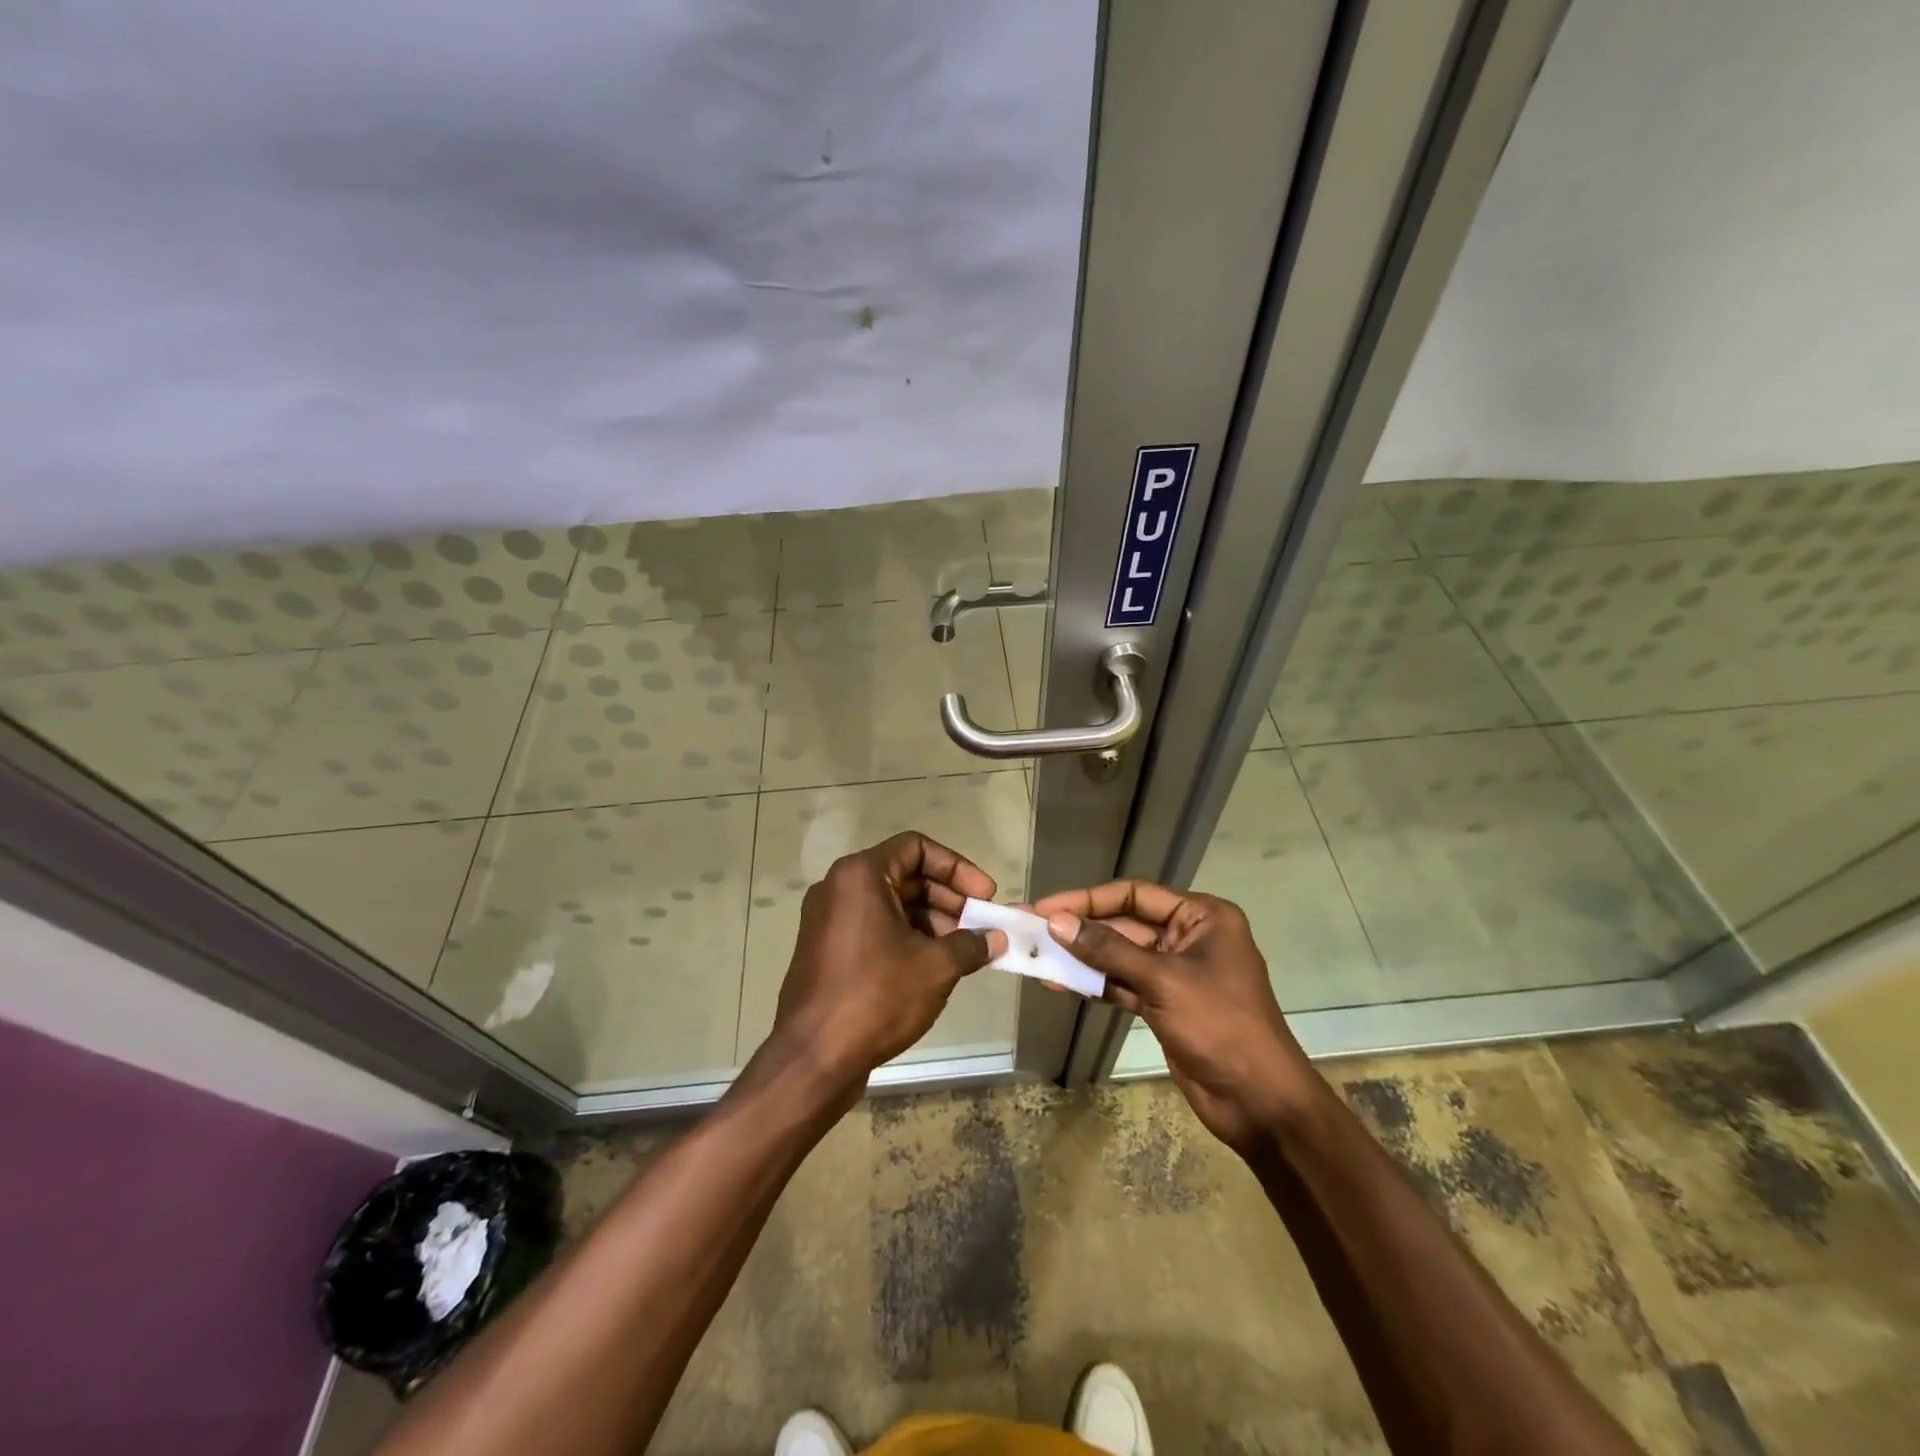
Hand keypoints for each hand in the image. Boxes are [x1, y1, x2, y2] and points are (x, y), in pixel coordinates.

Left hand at [765, 832, 1007, 1104]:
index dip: (957, 867)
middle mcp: (839, 888)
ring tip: (964, 952)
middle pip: (905, 875)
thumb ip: (971, 944)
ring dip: (932, 921)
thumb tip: (996, 940)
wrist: (814, 1058)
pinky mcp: (826, 950)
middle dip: (948, 898)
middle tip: (981, 926)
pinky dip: (907, 938)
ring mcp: (828, 920)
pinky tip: (935, 968)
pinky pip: (875, 928)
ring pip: (891, 905)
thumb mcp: (935, 967)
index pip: (917, 847)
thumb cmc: (876, 997)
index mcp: (860, 876)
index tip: (985, 896)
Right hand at [1032, 881, 1322, 1156]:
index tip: (1047, 908)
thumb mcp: (1163, 981)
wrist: (1259, 1102)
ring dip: (1081, 958)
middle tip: (1032, 930)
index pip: (1135, 894)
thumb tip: (1057, 922)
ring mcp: (1175, 973)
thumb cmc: (1220, 1025)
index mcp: (1202, 917)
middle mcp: (1188, 937)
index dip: (1088, 899)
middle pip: (1124, 924)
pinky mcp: (1164, 1004)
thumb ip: (1108, 949)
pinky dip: (1094, 984)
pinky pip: (1122, 984)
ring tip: (1036, 957)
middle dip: (1080, 929)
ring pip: (1119, 956)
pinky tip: (1059, 983)